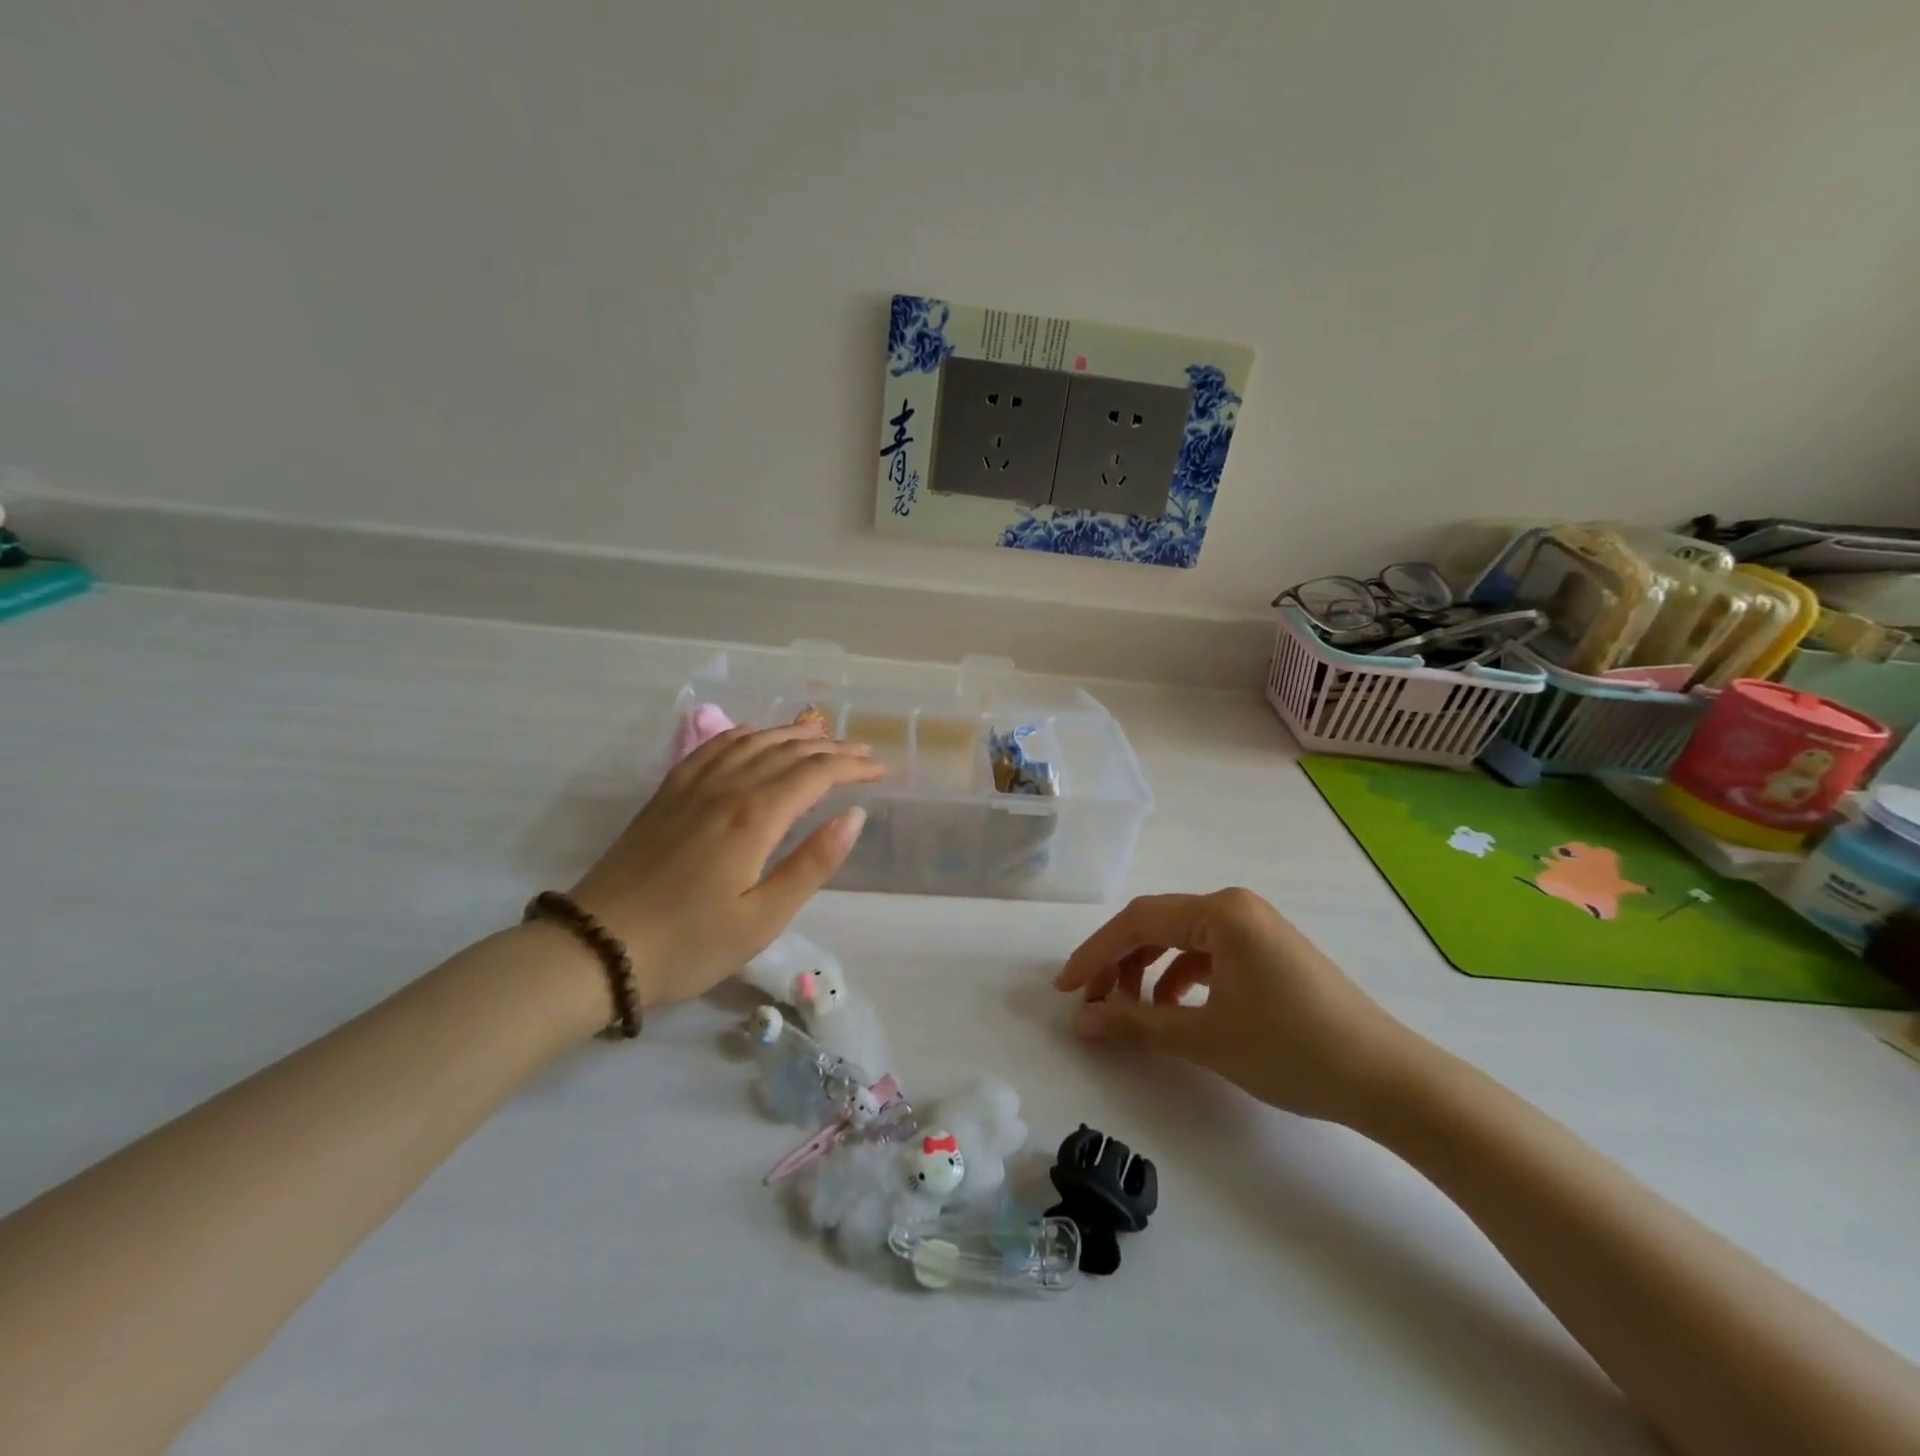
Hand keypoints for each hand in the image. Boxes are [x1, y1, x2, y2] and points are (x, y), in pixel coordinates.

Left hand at [570, 723, 885, 1008]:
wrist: (595, 948)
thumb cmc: (689, 944)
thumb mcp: (763, 919)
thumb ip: (812, 864)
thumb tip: (854, 816)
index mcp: (755, 817)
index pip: (817, 774)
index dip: (853, 767)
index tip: (882, 770)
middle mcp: (727, 788)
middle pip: (788, 751)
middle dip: (831, 748)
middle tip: (862, 752)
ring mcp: (692, 786)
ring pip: (752, 742)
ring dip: (792, 734)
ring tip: (821, 735)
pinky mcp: (667, 794)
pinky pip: (713, 747)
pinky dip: (743, 734)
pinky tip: (753, 735)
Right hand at [1054, 888, 1422, 1125]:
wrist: (1388, 1081)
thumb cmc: (1291, 1051)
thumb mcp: (1204, 1037)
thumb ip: (1135, 1022)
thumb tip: (1080, 1021)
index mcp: (1220, 912)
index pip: (1138, 922)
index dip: (1094, 954)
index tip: (1063, 988)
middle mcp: (1235, 906)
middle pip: (1156, 926)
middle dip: (1117, 963)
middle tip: (1089, 1003)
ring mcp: (1255, 927)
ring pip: (1180, 940)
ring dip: (1146, 971)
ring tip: (1126, 1010)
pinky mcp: (1268, 951)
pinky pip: (1208, 954)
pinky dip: (1179, 978)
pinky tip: (1172, 1010)